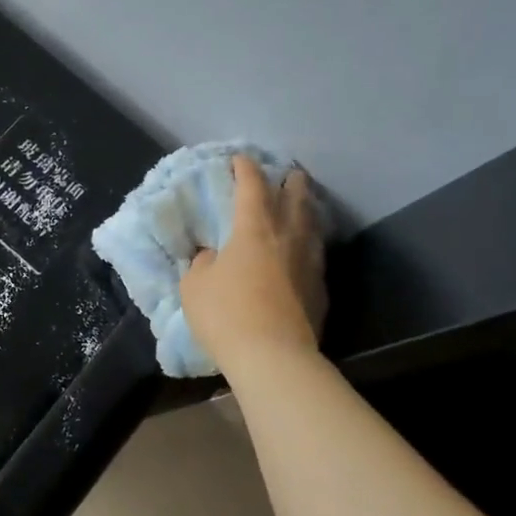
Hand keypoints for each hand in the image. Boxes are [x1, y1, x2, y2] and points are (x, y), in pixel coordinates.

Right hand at [181, 157, 327, 371]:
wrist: (273, 356)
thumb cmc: (226, 313)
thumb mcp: (195, 285)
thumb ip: (203, 263)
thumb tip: (213, 256)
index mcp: (253, 228)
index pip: (252, 187)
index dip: (246, 169)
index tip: (240, 159)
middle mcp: (287, 236)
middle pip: (295, 198)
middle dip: (290, 181)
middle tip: (288, 173)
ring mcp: (309, 262)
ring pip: (311, 225)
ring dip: (306, 210)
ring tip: (302, 206)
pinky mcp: (320, 289)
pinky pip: (315, 254)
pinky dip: (308, 244)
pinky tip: (304, 251)